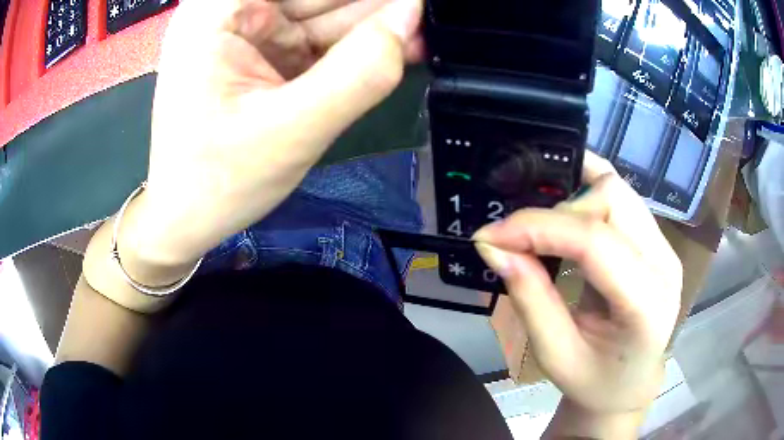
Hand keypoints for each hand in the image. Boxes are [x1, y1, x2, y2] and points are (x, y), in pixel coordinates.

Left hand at [120, 0, 422, 272]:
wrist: (187, 219)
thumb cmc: (219, 182)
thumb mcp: (291, 130)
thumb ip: (358, 73)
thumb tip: (410, 18)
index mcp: (219, 10)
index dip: (362, 0)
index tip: (409, 5)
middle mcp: (232, 10)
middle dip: (370, 8)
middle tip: (419, 17)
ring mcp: (248, 31)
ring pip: (322, 14)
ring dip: (372, 25)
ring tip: (419, 29)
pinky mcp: (263, 55)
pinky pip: (317, 40)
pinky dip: (355, 47)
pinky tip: (397, 46)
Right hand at [474, 152, 681, 415]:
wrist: (630, 383)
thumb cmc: (594, 381)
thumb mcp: (555, 355)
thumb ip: (530, 298)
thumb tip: (493, 246)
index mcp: (647, 306)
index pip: (595, 242)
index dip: (539, 228)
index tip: (491, 234)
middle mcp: (664, 264)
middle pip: (611, 200)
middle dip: (557, 214)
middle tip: (522, 243)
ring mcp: (665, 246)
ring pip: (617, 190)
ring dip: (573, 201)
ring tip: (545, 231)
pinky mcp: (656, 239)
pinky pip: (622, 196)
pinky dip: (590, 188)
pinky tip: (569, 199)